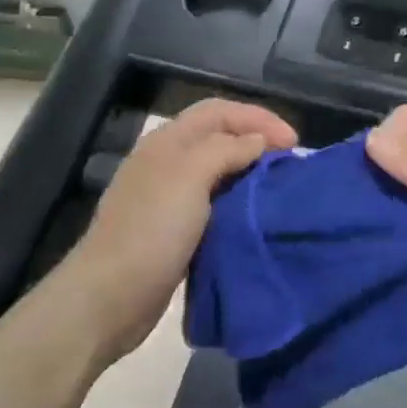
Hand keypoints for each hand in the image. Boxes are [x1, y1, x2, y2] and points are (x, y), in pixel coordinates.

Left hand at [65, 98, 298, 359]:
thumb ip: (225, 150)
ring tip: (282, 189)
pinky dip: (238, 204)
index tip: (295, 143)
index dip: (258, 118)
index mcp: (167, 142)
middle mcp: (167, 164)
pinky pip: (214, 206)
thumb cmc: (151, 231)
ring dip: (250, 174)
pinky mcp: (175, 232)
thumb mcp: (189, 177)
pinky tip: (257, 218)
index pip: (218, 111)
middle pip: (219, 138)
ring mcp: (169, 199)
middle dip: (257, 142)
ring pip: (218, 173)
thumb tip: (257, 141)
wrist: (111, 296)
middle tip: (293, 164)